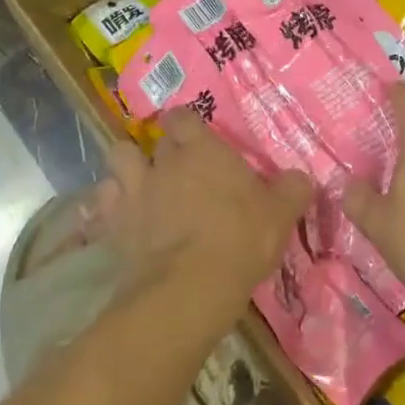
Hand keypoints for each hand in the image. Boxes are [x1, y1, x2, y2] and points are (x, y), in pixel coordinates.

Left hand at [102, 110, 312, 311]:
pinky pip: (102, 203)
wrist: (190, 288)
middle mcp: (164, 161)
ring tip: (138, 184)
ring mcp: (135, 190)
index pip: (182, 116)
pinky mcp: (115, 224)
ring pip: (118, 159)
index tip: (194, 137)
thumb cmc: (240, 239)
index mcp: (201, 149)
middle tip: (175, 169)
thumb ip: (292, 189)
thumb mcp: (280, 214)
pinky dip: (108, 206)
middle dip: (160, 150)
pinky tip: (121, 218)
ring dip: (125, 168)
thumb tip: (303, 177)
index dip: (185, 124)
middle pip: (152, 140)